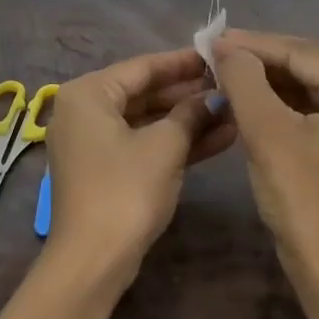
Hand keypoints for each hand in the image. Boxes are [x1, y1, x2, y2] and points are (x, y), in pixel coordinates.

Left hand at [44, 48, 236, 279]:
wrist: (93, 262)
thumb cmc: (125, 190)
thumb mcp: (165, 146)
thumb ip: (191, 113)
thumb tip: (214, 98)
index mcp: (88, 94)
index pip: (142, 67)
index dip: (183, 62)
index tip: (218, 56)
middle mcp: (84, 111)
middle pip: (144, 93)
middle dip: (189, 94)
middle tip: (231, 86)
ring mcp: (93, 143)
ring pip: (147, 121)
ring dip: (188, 120)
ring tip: (234, 112)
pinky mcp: (105, 170)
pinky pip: (142, 144)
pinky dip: (174, 143)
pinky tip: (218, 139)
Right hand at [211, 31, 318, 274]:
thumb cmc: (303, 198)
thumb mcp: (268, 133)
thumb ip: (245, 81)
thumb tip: (226, 47)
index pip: (300, 52)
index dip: (253, 44)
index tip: (212, 39)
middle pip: (305, 66)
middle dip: (259, 60)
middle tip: (214, 54)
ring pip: (304, 87)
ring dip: (265, 81)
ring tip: (223, 73)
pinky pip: (308, 110)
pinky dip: (276, 104)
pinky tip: (246, 100)